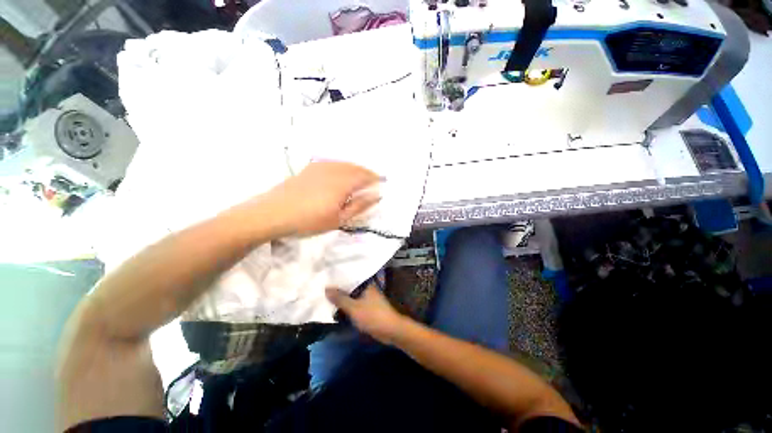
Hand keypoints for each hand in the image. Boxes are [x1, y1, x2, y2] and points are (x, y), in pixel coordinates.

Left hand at [263, 162, 379, 236]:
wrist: (273, 213)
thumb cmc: (309, 220)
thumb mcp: (338, 219)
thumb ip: (359, 206)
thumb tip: (376, 196)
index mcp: (343, 183)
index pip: (365, 176)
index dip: (375, 179)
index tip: (381, 184)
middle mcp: (334, 170)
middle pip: (355, 168)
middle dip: (367, 173)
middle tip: (373, 180)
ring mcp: (320, 167)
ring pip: (344, 164)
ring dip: (355, 169)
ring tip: (360, 177)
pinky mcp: (309, 168)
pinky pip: (332, 163)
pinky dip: (342, 166)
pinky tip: (340, 172)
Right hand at [326, 284, 410, 344]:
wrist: (390, 330)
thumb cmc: (373, 316)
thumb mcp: (354, 308)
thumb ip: (340, 298)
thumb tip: (326, 288)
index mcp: (365, 284)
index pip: (349, 277)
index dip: (338, 278)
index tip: (325, 277)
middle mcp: (367, 288)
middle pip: (350, 286)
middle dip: (338, 289)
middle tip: (323, 287)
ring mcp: (368, 298)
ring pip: (352, 295)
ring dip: (342, 297)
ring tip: (326, 295)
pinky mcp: (368, 307)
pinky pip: (354, 303)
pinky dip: (347, 305)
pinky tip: (337, 306)